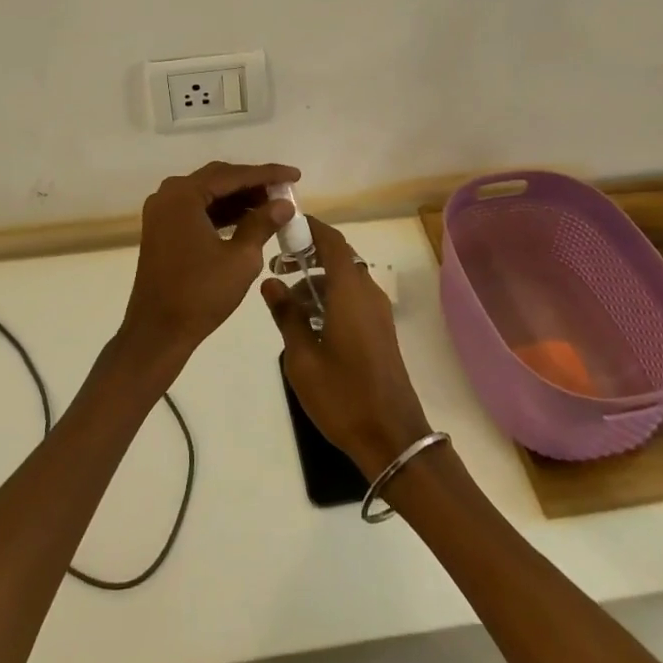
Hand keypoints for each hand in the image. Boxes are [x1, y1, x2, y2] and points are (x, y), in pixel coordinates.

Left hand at [121, 161, 300, 365]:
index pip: (233, 175)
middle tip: (284, 190)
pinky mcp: (163, 229)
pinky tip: (247, 220)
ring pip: (208, 194)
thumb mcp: (241, 258)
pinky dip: (222, 212)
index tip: (295, 175)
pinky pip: (197, 209)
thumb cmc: (200, 294)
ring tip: (272, 205)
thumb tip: (284, 203)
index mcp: (184, 195)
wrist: (158, 332)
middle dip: (252, 183)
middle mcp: (168, 194)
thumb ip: (263, 223)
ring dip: (238, 198)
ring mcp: (162, 212)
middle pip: (218, 179)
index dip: (267, 174)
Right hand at [263, 218, 433, 478]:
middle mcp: (367, 293)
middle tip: (277, 266)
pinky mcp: (380, 331)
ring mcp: (377, 312)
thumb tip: (271, 282)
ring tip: (286, 299)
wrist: (392, 437)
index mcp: (350, 291)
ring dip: (318, 279)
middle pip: (339, 257)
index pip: (332, 241)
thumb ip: (286, 315)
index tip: (284, 225)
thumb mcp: (302, 358)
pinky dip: (331, 297)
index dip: (310, 227)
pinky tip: (308, 322)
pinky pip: (353, 298)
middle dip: (308, 255)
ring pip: (345, 279)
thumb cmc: (343, 395)